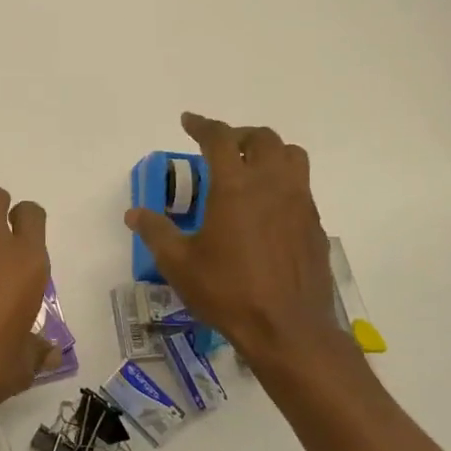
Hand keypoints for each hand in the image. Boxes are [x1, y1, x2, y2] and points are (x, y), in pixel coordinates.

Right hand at [125, 113, 350, 374]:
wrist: (289, 330)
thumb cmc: (228, 291)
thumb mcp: (178, 264)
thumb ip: (155, 232)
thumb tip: (134, 213)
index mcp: (235, 186)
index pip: (219, 138)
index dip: (202, 125)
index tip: (188, 121)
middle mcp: (271, 184)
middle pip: (262, 138)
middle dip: (238, 135)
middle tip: (220, 148)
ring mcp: (299, 203)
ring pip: (291, 155)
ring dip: (268, 152)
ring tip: (249, 169)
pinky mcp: (315, 225)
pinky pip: (301, 186)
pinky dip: (283, 181)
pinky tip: (266, 208)